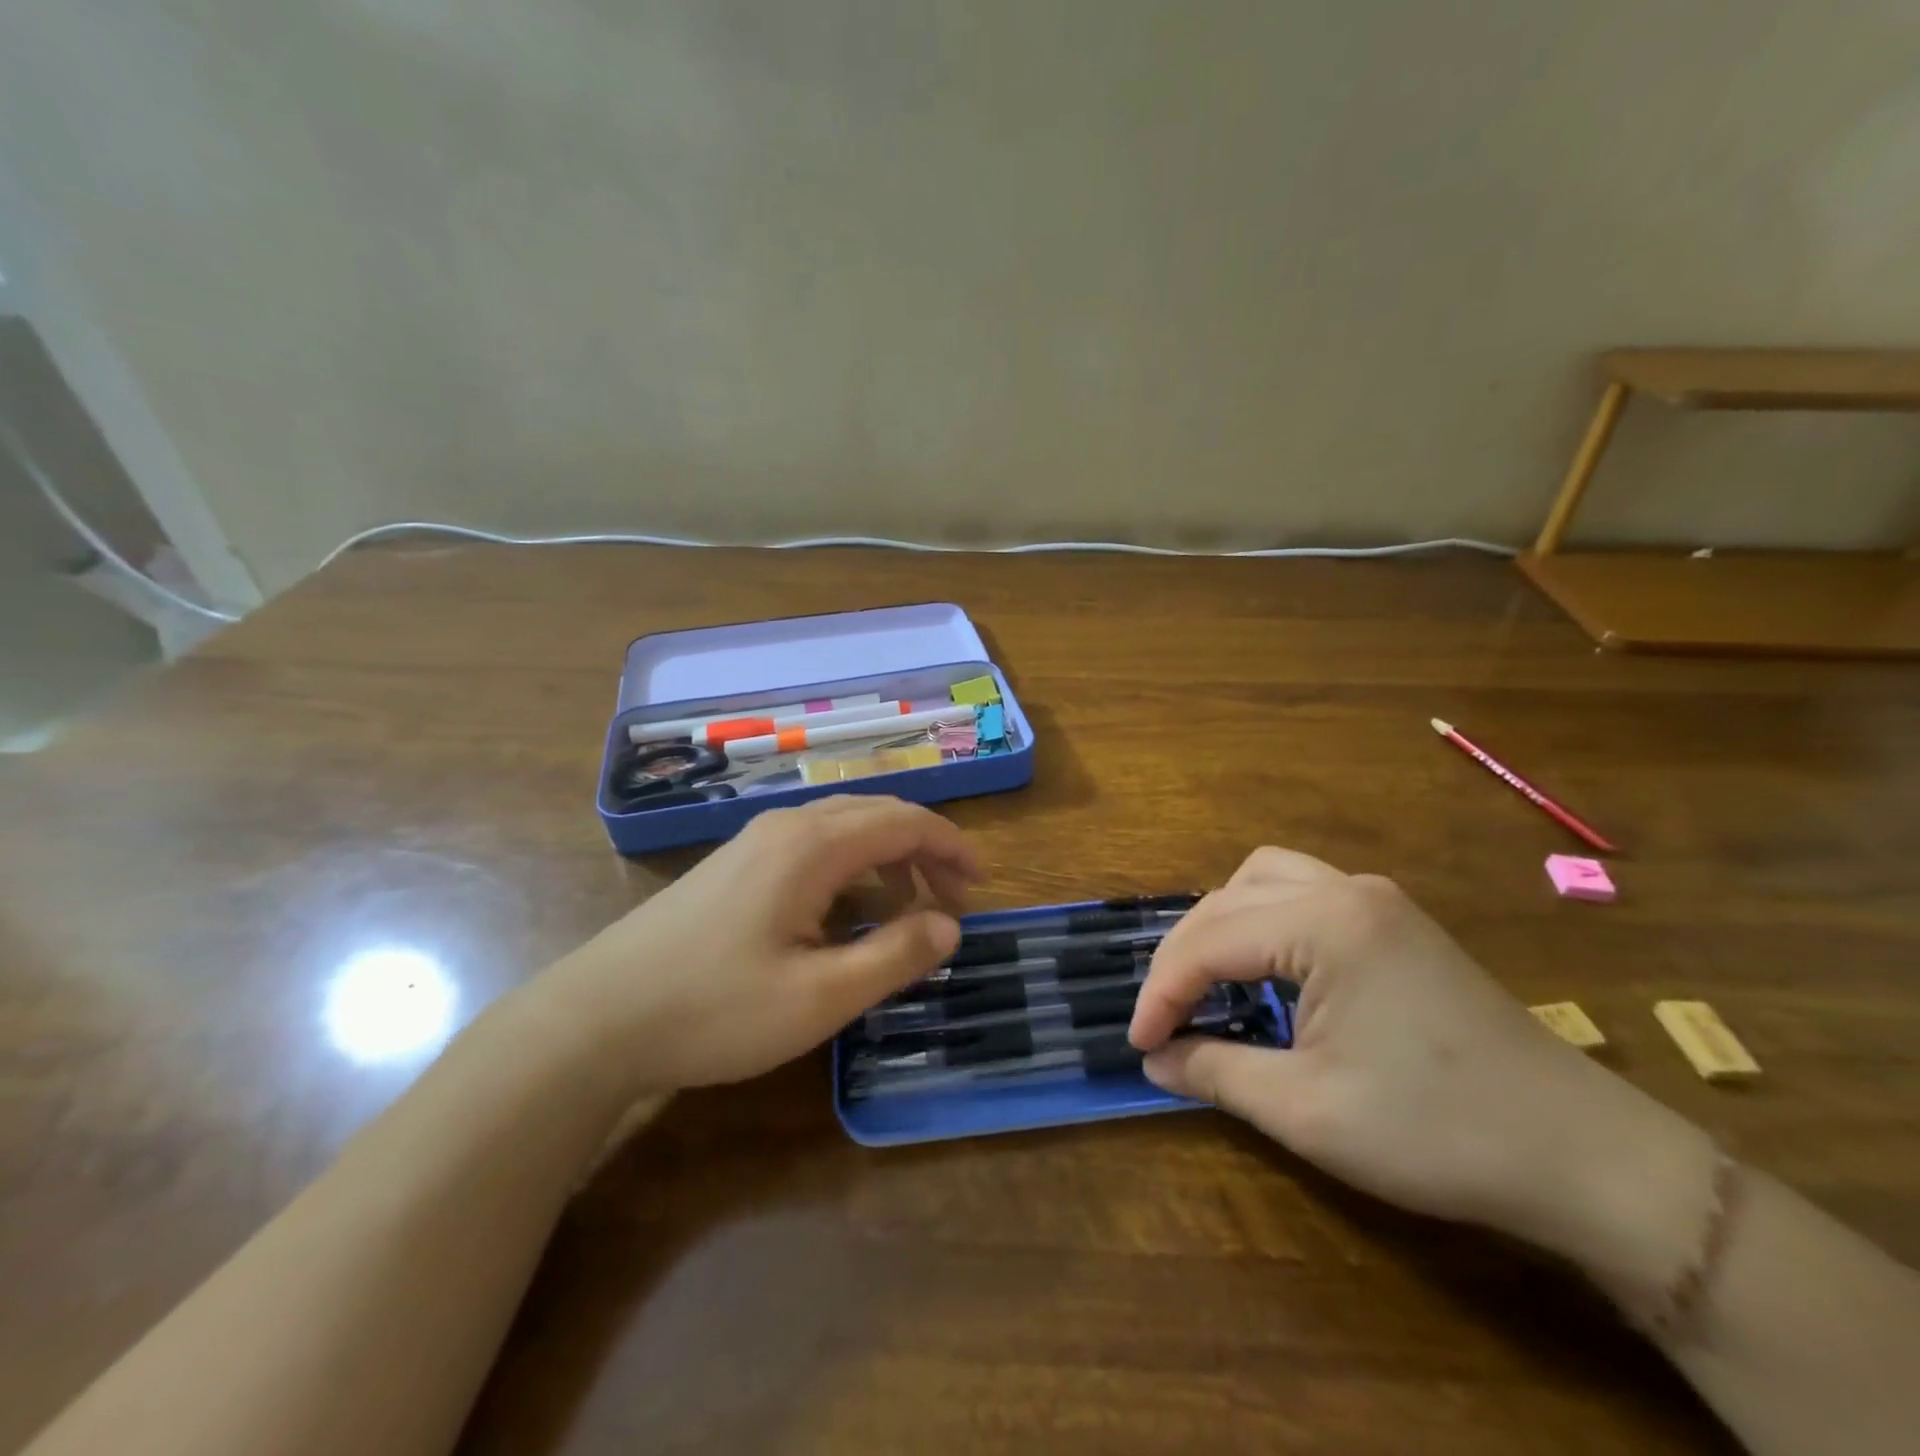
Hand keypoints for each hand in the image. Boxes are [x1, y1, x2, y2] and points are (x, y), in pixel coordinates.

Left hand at [528, 796, 976, 1099]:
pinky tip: (845, 916)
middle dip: (923, 851)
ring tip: (906, 912)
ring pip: (843, 830)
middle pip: (875, 815)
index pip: (903, 821)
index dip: (950, 846)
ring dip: (886, 860)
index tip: (979, 885)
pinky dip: (850, 871)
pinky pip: (813, 849)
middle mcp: (785, 827)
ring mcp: (754, 843)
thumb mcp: (820, 998)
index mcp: (812, 846)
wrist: (595, 1020)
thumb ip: (894, 956)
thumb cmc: (714, 1010)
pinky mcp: (734, 866)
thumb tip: (950, 926)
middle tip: (952, 901)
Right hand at [1129, 848, 1711, 1262]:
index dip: (1162, 992)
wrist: (1582, 1155)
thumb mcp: (1307, 1111)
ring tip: (1206, 979)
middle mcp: (1346, 890)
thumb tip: (1155, 1059)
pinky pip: (1302, 893)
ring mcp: (1377, 898)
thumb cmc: (1437, 1132)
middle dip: (1184, 955)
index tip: (1138, 1041)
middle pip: (1228, 899)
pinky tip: (1263, 967)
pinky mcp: (1396, 919)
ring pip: (1264, 880)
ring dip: (1220, 923)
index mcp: (1325, 924)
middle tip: (1164, 1017)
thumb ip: (1216, 1073)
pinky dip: (1262, 919)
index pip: (1210, 942)